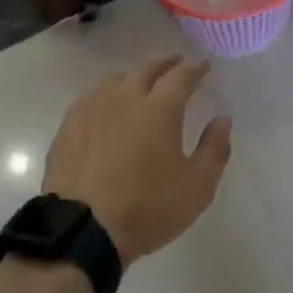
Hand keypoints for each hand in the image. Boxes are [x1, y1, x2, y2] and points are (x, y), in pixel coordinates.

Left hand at [43, 55, 231, 263]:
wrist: (82, 230)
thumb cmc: (146, 209)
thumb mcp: (196, 188)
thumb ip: (214, 149)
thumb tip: (223, 119)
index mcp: (160, 109)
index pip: (181, 76)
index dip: (195, 68)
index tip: (203, 64)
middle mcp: (126, 97)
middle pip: (148, 69)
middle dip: (166, 63)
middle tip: (176, 63)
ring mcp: (94, 108)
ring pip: (117, 79)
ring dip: (135, 75)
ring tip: (142, 81)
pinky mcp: (70, 124)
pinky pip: (92, 96)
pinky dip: (107, 92)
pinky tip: (106, 103)